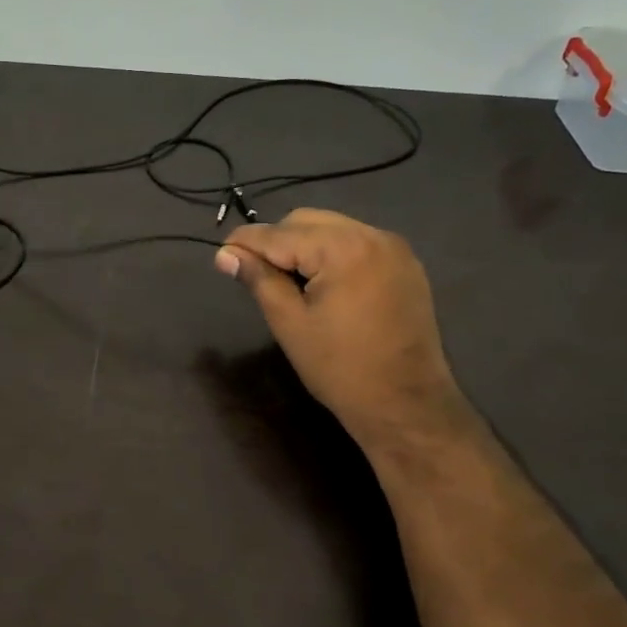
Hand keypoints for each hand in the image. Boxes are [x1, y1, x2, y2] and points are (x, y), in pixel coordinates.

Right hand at [216, 210, 460, 448]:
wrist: (406, 405)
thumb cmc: (339, 368)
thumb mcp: (289, 322)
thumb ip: (258, 279)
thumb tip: (225, 254)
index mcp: (342, 248)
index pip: (280, 233)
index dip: (245, 242)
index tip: (220, 253)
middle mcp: (372, 235)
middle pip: (307, 221)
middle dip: (276, 241)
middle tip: (254, 273)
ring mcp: (394, 249)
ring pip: (332, 229)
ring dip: (304, 246)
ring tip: (287, 281)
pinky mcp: (405, 266)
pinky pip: (357, 244)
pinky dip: (332, 254)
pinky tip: (320, 284)